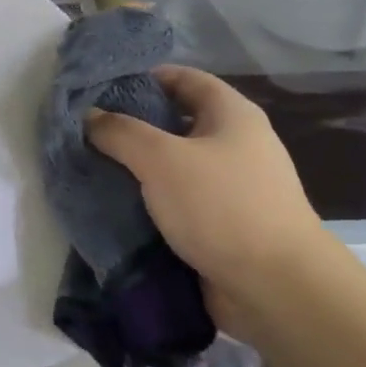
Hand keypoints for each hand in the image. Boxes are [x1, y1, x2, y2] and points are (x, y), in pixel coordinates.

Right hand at [85, 66, 336, 336]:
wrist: (277, 290)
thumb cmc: (222, 207)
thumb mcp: (161, 159)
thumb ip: (120, 132)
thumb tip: (89, 116)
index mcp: (231, 115)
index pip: (183, 77)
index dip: (143, 77)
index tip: (100, 89)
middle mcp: (235, 144)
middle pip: (175, 121)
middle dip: (131, 126)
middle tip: (87, 131)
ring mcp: (231, 186)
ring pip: (173, 164)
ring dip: (136, 167)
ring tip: (92, 167)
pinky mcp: (222, 224)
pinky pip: (177, 201)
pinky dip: (149, 200)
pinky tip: (115, 204)